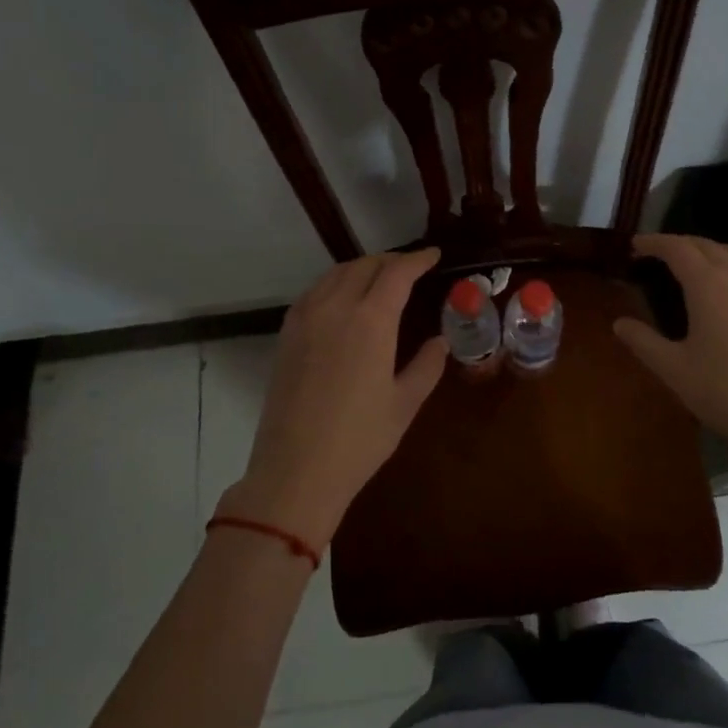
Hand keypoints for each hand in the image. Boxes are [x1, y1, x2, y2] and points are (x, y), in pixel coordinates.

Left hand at [222, 248, 446, 548]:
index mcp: (370, 320)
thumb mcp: (405, 403)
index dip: (418, 260)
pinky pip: (315, 292)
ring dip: (362, 267)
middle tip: (411, 268)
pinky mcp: (286, 335)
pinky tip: (344, 300)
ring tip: (380, 278)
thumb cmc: (360, 439)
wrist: (296, 471)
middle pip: (365, 265)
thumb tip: (441, 341)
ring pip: (336, 274)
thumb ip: (427, 365)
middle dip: (391, 260)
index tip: (434, 256)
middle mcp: (335, 307)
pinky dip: (335, 283)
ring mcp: (305, 319)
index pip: (397, 272)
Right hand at [613, 234, 727, 442]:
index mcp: (708, 286)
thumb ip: (643, 341)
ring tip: (689, 261)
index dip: (654, 243)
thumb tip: (619, 323)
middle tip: (654, 253)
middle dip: (678, 243)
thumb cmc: (722, 390)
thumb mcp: (673, 369)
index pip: (678, 249)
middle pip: (706, 245)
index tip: (634, 245)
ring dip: (708, 248)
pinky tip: (719, 288)